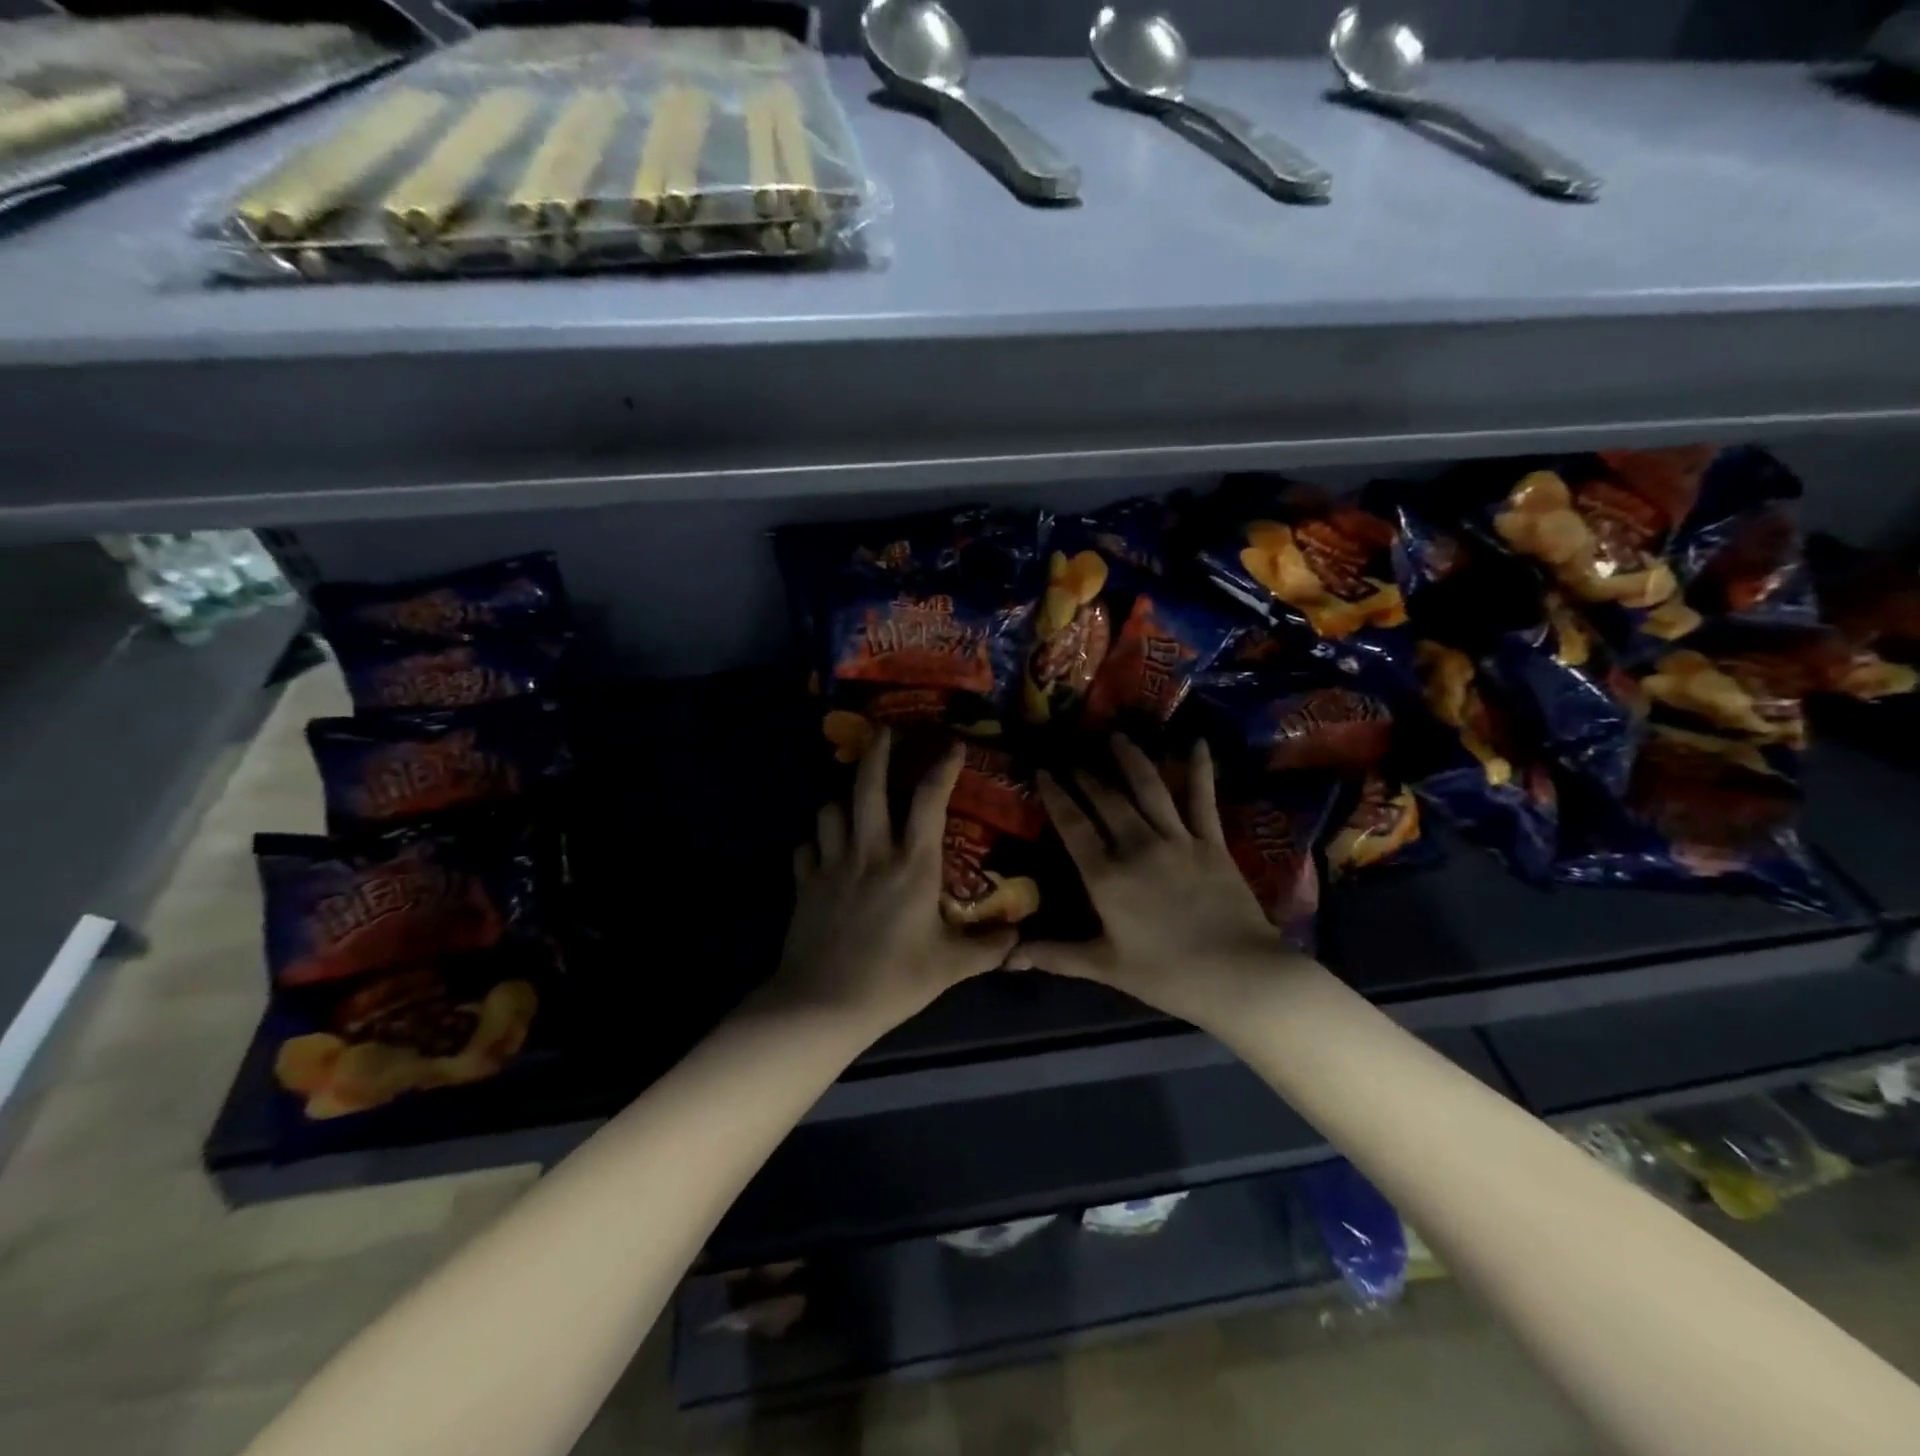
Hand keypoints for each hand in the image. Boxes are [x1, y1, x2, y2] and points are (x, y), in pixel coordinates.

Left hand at [773, 728, 1018, 1029]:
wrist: (823, 1003)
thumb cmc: (894, 980)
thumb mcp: (950, 967)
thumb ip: (988, 949)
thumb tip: (1020, 938)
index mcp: (912, 865)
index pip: (929, 801)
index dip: (942, 767)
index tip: (952, 744)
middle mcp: (870, 851)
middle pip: (868, 786)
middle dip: (877, 752)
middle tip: (884, 731)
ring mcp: (832, 863)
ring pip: (830, 809)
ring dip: (842, 798)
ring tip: (851, 799)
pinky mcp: (805, 881)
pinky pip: (806, 846)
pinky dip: (815, 840)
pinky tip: (822, 848)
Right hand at [1008, 735, 1309, 1028]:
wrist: (1240, 976)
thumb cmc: (1168, 975)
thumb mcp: (1106, 967)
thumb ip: (1056, 955)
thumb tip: (1007, 959)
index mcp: (1106, 876)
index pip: (1073, 826)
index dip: (1056, 796)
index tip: (1043, 771)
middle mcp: (1137, 847)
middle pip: (1106, 800)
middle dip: (1086, 775)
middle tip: (1073, 756)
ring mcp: (1177, 840)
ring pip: (1148, 789)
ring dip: (1130, 760)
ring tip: (1116, 737)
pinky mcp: (1211, 841)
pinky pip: (1202, 798)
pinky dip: (1199, 769)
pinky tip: (1197, 743)